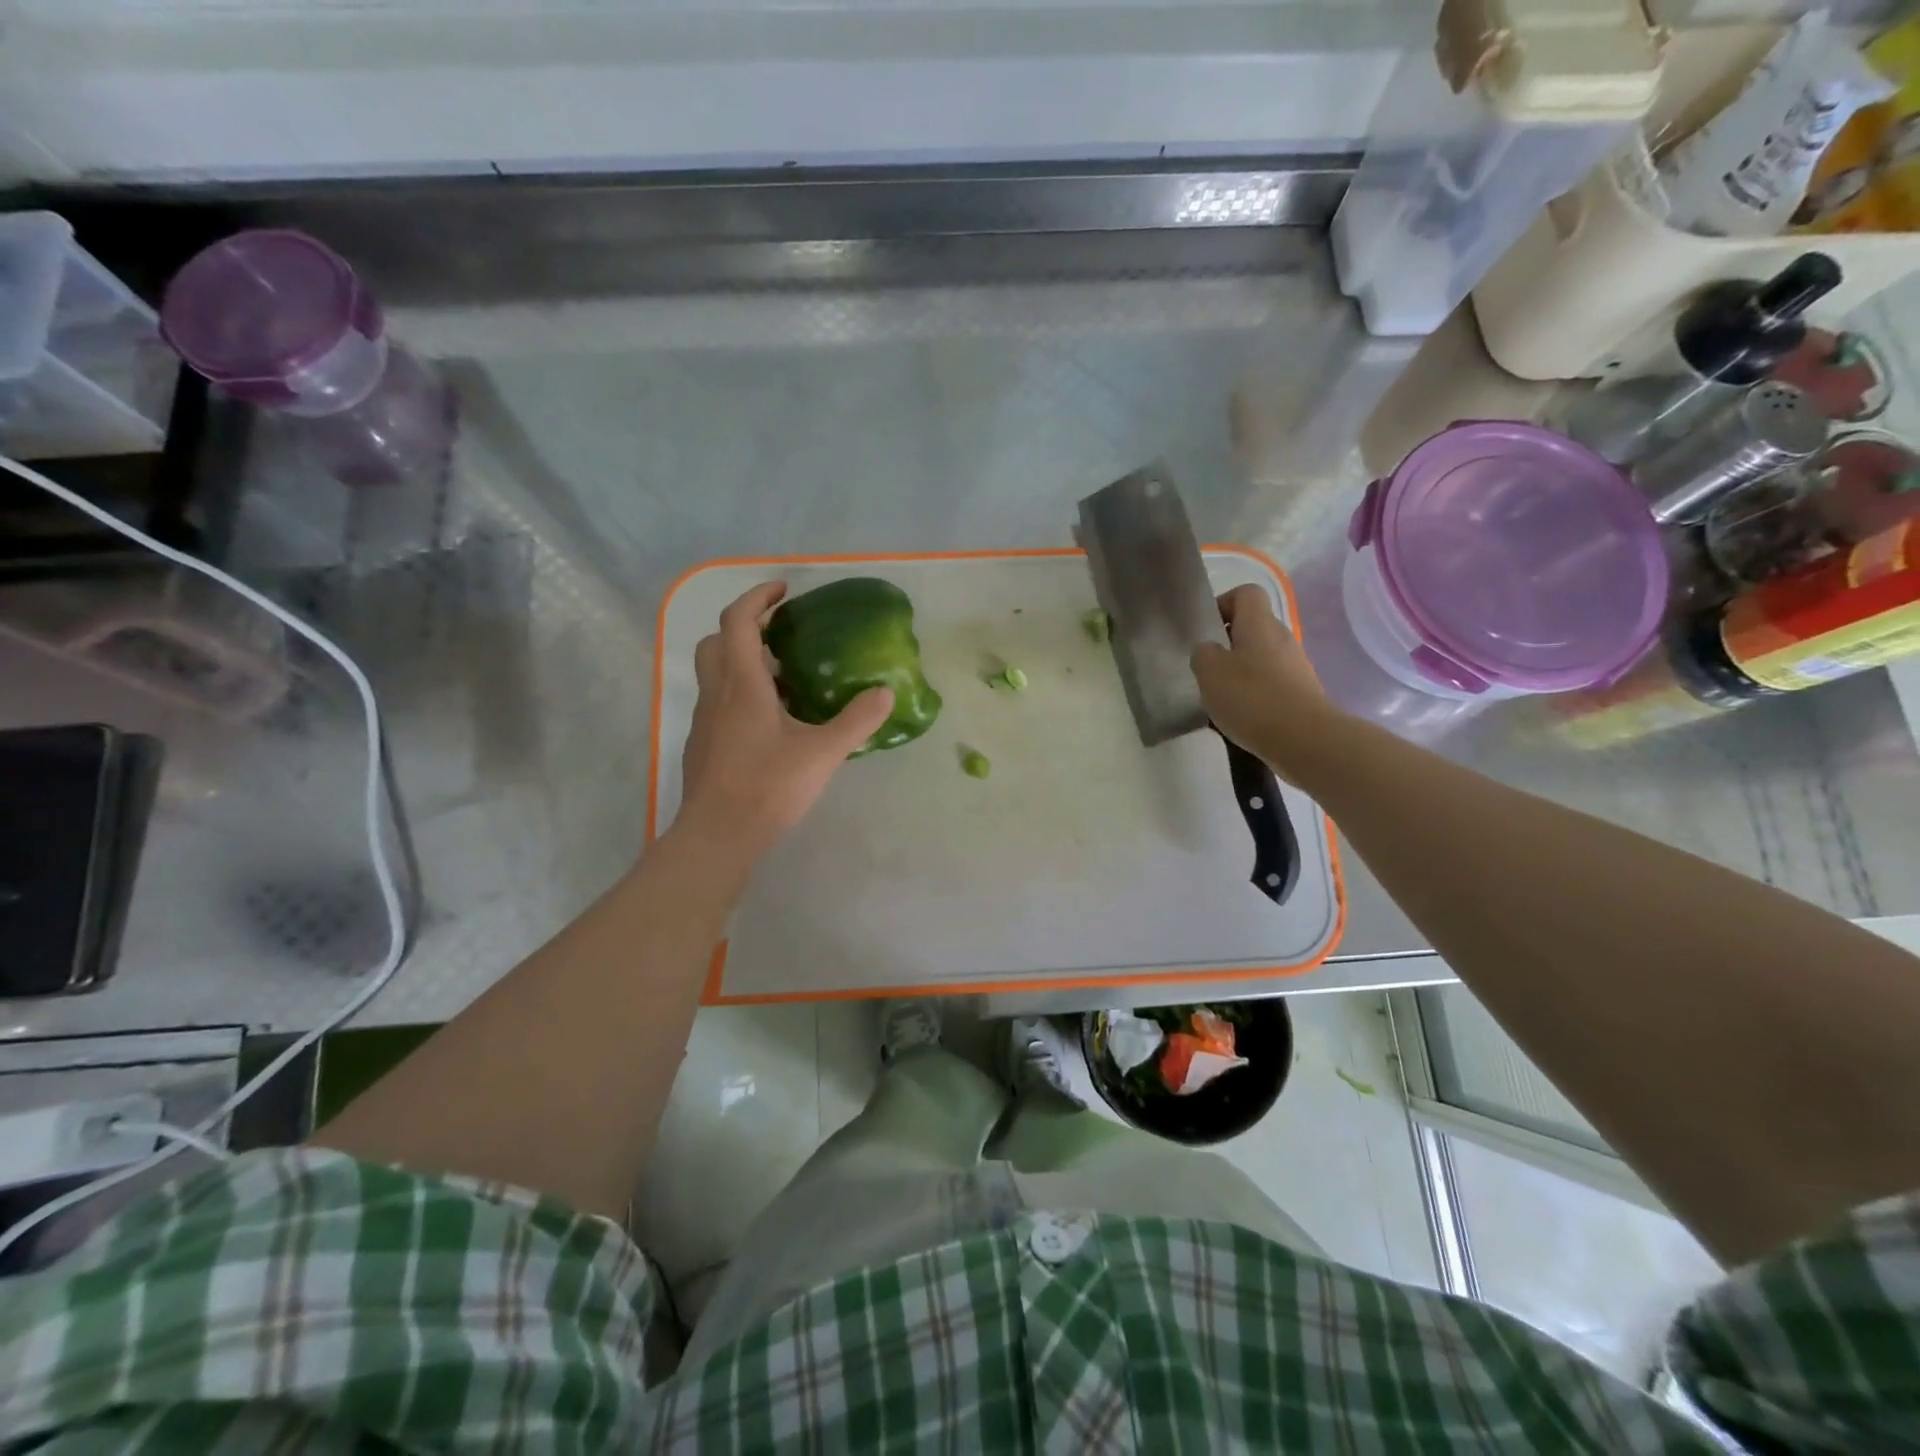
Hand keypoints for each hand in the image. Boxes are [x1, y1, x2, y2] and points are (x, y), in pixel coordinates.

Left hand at [677, 582, 894, 859]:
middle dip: (744, 627)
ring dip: (742, 663)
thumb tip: (886, 692)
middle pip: (717, 642)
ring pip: (715, 674)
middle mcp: (717, 694)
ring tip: (784, 678)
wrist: (718, 836)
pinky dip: (740, 695)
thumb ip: (856, 720)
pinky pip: (719, 704)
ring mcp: (705, 721)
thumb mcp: (823, 752)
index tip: (783, 591)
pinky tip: (770, 723)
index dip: (757, 598)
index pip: (738, 621)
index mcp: (742, 684)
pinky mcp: (704, 746)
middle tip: (780, 635)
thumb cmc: (768, 786)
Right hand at [1191, 584, 1339, 780]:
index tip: (1206, 630)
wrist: (1304, 739)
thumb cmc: (1252, 698)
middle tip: (1206, 668)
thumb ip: (1203, 654)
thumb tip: (1209, 650)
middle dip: (1227, 644)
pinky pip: (1271, 683)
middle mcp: (1281, 637)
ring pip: (1260, 657)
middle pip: (1252, 627)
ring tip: (1220, 697)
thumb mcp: (1209, 672)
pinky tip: (1240, 716)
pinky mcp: (1301, 692)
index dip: (1223, 604)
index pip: (1246, 593)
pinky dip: (1254, 694)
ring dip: (1239, 672)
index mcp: (1259, 623)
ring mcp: (1295, 666)